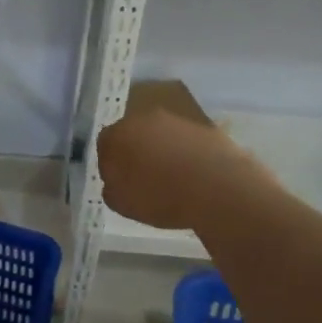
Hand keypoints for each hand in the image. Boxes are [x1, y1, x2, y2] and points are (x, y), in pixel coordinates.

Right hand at [97, 106, 271, 230]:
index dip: (110, 164)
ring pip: (161, 135)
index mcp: (118, 134)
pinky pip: (186, 141)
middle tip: (143, 179)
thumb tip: (114, 180)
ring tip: (172, 179)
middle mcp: (144, 118)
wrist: (216, 186)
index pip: (105, 144)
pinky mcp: (203, 126)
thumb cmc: (160, 196)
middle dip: (136, 152)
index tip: (119, 182)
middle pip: (134, 134)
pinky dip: (186, 154)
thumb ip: (111, 188)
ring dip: (162, 151)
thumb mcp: (122, 204)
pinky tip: (194, 176)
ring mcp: (176, 120)